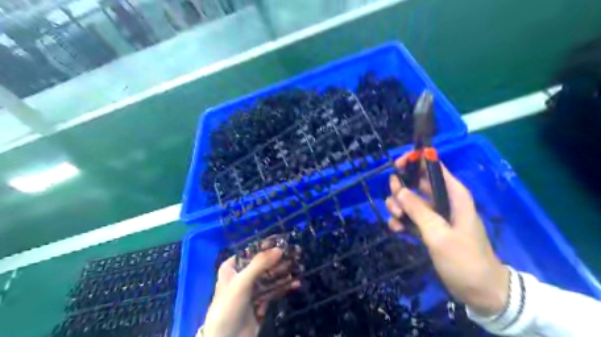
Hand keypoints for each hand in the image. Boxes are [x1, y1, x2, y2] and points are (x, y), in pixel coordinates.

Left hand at [205, 247, 302, 336]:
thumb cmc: (229, 305)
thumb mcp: (242, 281)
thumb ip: (260, 263)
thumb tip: (279, 249)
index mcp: (232, 267)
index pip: (251, 251)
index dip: (267, 246)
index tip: (283, 241)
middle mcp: (241, 276)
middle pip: (263, 264)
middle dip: (279, 259)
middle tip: (296, 253)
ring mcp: (251, 289)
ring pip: (270, 277)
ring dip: (284, 272)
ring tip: (300, 267)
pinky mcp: (260, 302)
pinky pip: (273, 290)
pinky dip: (284, 286)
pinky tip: (296, 283)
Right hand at [388, 154, 507, 317]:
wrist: (480, 292)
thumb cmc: (464, 259)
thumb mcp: (439, 234)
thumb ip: (418, 210)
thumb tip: (398, 189)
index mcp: (453, 194)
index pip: (433, 167)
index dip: (415, 161)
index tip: (396, 166)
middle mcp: (443, 200)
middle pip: (416, 182)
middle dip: (401, 189)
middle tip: (395, 204)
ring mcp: (434, 215)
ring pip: (409, 200)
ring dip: (398, 206)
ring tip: (396, 219)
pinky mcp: (428, 228)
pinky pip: (409, 216)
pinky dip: (400, 220)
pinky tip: (396, 229)